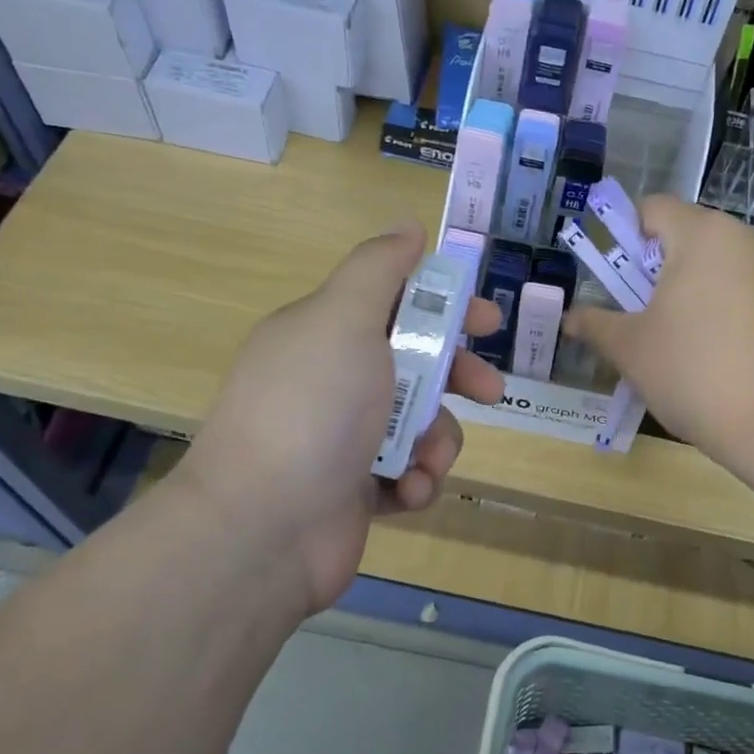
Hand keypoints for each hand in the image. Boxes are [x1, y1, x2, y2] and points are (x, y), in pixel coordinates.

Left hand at [171, 225, 503, 616]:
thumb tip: (407, 224)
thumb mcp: (344, 319)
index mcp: (326, 333)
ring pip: (421, 422)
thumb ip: (379, 268)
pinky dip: (415, 480)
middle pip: (416, 363)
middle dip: (458, 377)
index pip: (395, 302)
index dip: (446, 305)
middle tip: (492, 392)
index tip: (488, 319)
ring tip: (426, 462)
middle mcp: (333, 380)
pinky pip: (407, 472)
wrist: (262, 528)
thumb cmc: (313, 410)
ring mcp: (343, 438)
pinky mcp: (354, 489)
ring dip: (438, 440)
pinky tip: (406, 492)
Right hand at [563, 197, 753, 492]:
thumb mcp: (631, 348)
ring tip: (679, 338)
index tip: (615, 281)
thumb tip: (571, 317)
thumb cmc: (695, 373)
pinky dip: (724, 305)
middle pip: (687, 234)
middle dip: (657, 267)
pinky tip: (718, 350)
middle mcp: (745, 236)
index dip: (624, 237)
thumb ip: (595, 323)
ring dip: (691, 287)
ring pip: (718, 262)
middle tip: (641, 314)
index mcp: (702, 233)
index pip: (652, 208)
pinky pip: (747, 287)